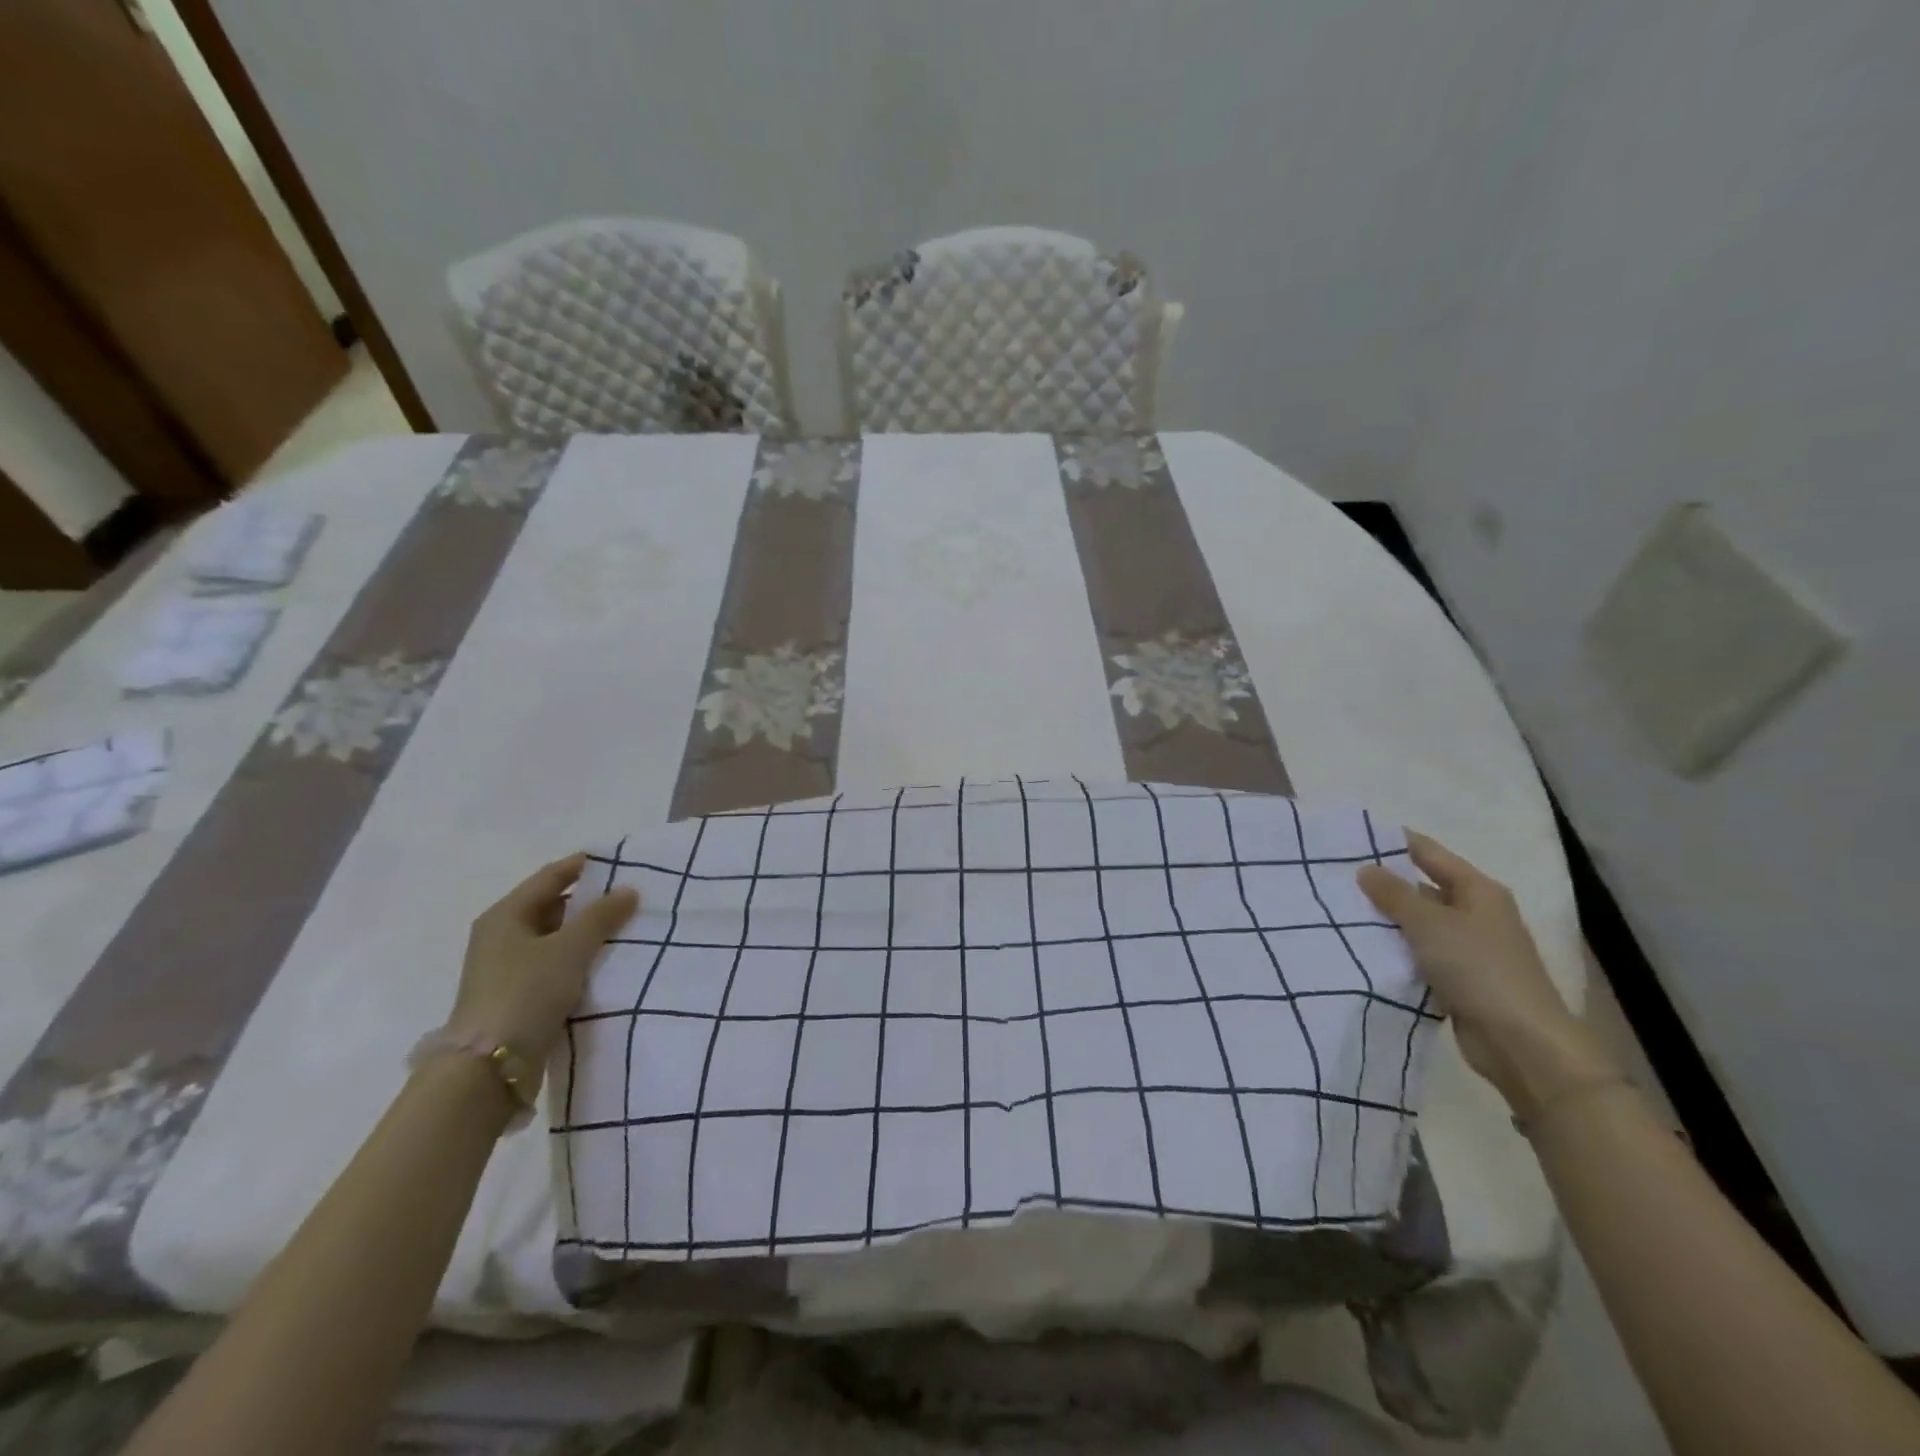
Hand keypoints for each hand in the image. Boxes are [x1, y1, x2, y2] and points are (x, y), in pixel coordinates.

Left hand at [449, 854, 639, 1061]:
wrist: (489, 1066)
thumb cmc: (526, 992)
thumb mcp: (569, 948)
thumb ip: (601, 916)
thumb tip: (629, 889)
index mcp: (505, 915)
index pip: (550, 877)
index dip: (583, 866)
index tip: (620, 860)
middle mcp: (502, 936)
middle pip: (552, 906)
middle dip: (590, 902)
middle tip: (631, 897)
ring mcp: (507, 968)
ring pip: (555, 938)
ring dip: (587, 933)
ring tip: (627, 929)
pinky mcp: (518, 996)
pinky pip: (555, 965)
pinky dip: (579, 959)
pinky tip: (607, 963)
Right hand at [1358, 832, 1613, 1114]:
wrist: (1521, 1042)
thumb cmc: (1478, 968)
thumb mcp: (1428, 923)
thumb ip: (1393, 894)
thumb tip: (1365, 868)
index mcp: (1478, 890)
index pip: (1428, 853)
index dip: (1392, 843)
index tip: (1350, 839)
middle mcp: (1476, 913)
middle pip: (1422, 888)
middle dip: (1383, 885)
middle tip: (1334, 878)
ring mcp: (1470, 948)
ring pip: (1418, 924)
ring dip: (1386, 921)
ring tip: (1338, 912)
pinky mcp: (1460, 979)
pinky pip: (1419, 954)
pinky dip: (1396, 951)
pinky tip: (1362, 950)